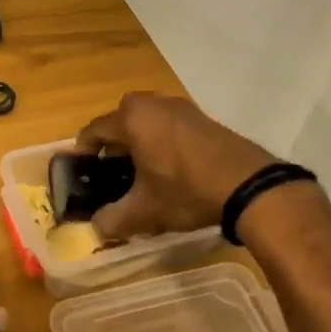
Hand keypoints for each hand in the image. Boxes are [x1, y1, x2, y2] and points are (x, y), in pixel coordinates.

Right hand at [77, 92, 277, 240]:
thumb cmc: (186, 191)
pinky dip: (161, 140)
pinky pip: (169, 124)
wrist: (249, 185)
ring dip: (138, 140)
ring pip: (147, 120)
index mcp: (132, 119)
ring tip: (140, 170)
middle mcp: (153, 103)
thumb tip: (97, 227)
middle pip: (120, 120)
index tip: (81, 170)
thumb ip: (113, 219)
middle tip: (111, 171)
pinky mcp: (203, 117)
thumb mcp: (144, 212)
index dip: (82, 152)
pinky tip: (168, 167)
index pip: (93, 130)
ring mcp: (181, 107)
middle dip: (112, 144)